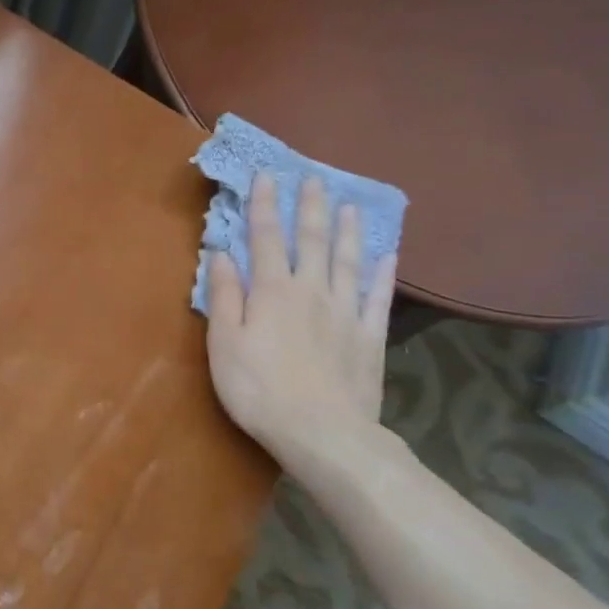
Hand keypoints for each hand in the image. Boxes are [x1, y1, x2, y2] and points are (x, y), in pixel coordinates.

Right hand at [205, 176, 396, 476]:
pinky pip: (378, 297)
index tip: (266, 176)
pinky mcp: (370, 337)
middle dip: (310, 208)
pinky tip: (386, 256)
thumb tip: (221, 253)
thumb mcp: (223, 343)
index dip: (264, 205)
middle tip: (314, 179)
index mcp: (272, 291)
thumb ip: (224, 295)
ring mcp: (345, 312)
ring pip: (347, 261)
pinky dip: (382, 273)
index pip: (264, 238)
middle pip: (311, 241)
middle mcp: (311, 291)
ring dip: (348, 231)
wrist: (322, 433)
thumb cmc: (258, 388)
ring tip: (350, 205)